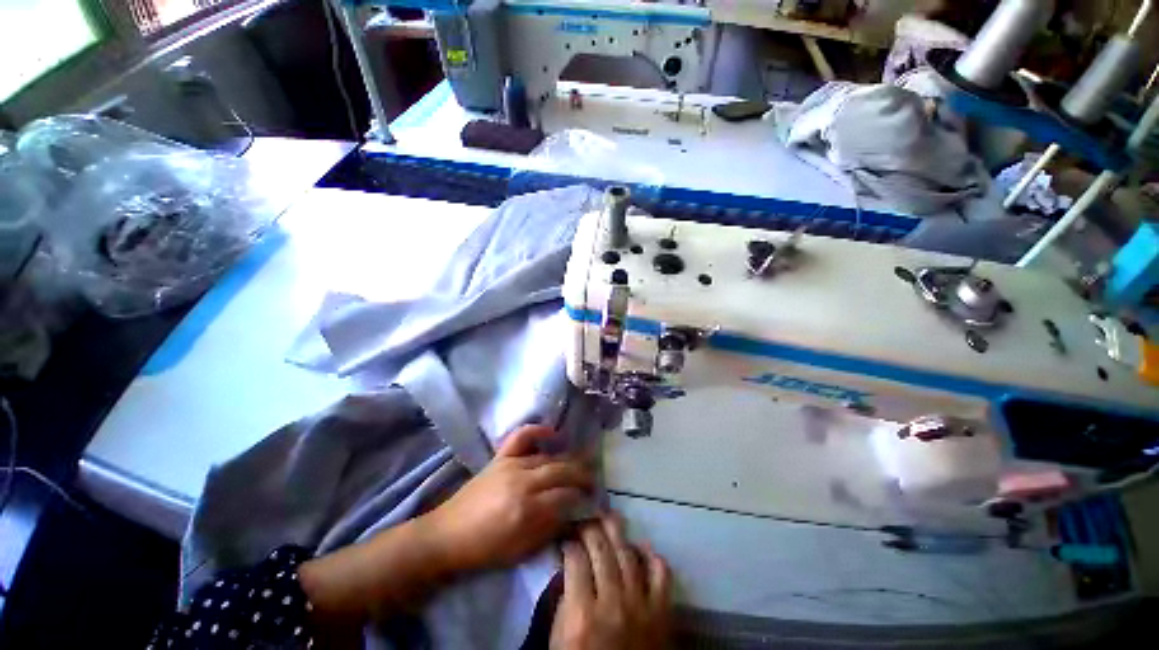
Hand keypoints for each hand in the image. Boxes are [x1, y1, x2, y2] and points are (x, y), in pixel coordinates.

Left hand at [425, 425, 592, 572]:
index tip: (594, 500)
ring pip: (549, 457)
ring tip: (581, 465)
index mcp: (528, 510)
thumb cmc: (486, 550)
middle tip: (594, 481)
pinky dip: (538, 431)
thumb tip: (576, 514)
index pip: (567, 496)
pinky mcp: (501, 457)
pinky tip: (553, 433)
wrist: (447, 535)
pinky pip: (522, 436)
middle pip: (562, 471)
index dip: (583, 497)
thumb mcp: (522, 550)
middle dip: (583, 475)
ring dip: (569, 460)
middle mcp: (523, 482)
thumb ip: (551, 529)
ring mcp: (511, 464)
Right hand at [550, 515, 671, 649]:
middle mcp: (613, 603)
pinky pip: (661, 574)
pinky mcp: (663, 613)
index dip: (569, 540)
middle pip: (601, 548)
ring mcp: (641, 605)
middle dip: (590, 527)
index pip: (575, 558)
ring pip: (628, 554)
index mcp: (582, 614)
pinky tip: (642, 548)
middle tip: (585, 521)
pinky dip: (652, 557)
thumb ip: (565, 599)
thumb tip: (570, 565)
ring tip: (608, 519)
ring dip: (617, 531)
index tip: (566, 535)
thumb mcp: (561, 639)